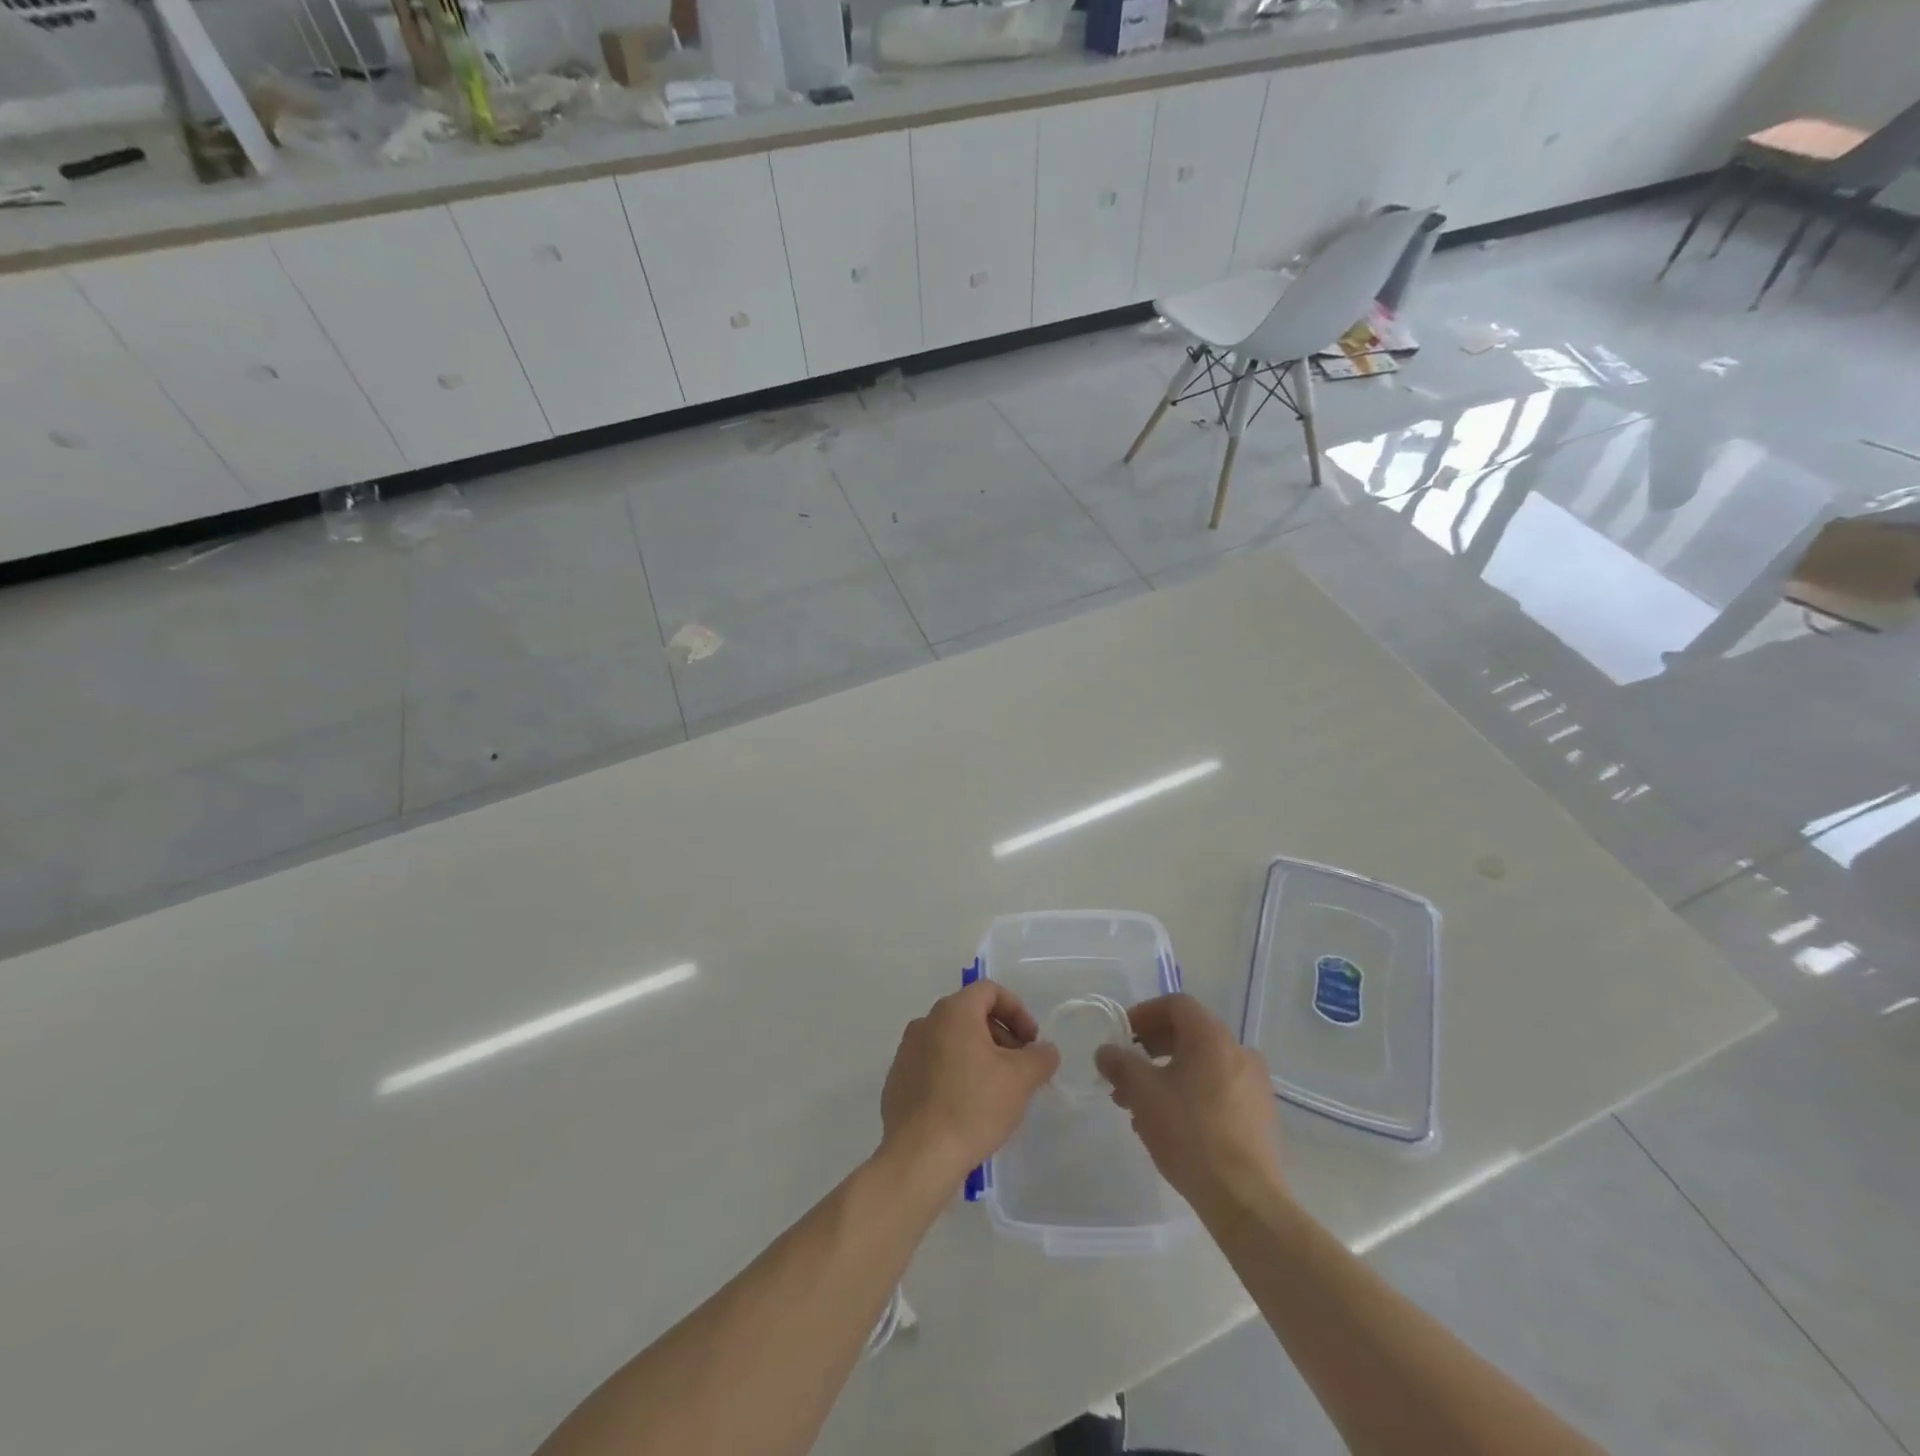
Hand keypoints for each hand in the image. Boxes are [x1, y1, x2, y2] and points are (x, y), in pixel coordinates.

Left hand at [880, 981, 1060, 1184]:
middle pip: (970, 1015)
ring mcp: (907, 1051)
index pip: (989, 991)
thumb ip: (1040, 1057)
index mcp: (953, 1012)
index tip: (1031, 1042)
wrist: (918, 1156)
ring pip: (952, 1040)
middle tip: (1019, 1069)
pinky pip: (933, 1064)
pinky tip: (967, 1107)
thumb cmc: (973, 1106)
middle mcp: (925, 1022)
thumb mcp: (1020, 1080)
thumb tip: (1045, 1050)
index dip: (1017, 1011)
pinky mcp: (898, 1079)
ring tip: (996, 1091)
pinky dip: (955, 1073)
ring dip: (979, 1056)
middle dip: (1001, 1036)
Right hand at [1095, 994, 1282, 1209]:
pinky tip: (1172, 1125)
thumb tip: (1106, 1052)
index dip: (1143, 1014)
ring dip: (1168, 1075)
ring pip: (1202, 1066)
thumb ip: (1120, 1065)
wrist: (1245, 1198)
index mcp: (1212, 1036)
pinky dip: (1192, 1094)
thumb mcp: (1143, 1093)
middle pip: (1189, 1034)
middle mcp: (1239, 1051)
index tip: (1122, 1037)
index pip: (1175, 1004)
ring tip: (1142, 1107)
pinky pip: (1219, 1090)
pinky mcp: (1261, 1116)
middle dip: (1151, 1050)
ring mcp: (1255, 1085)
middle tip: (1126, 1075)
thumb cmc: (1190, 1133)